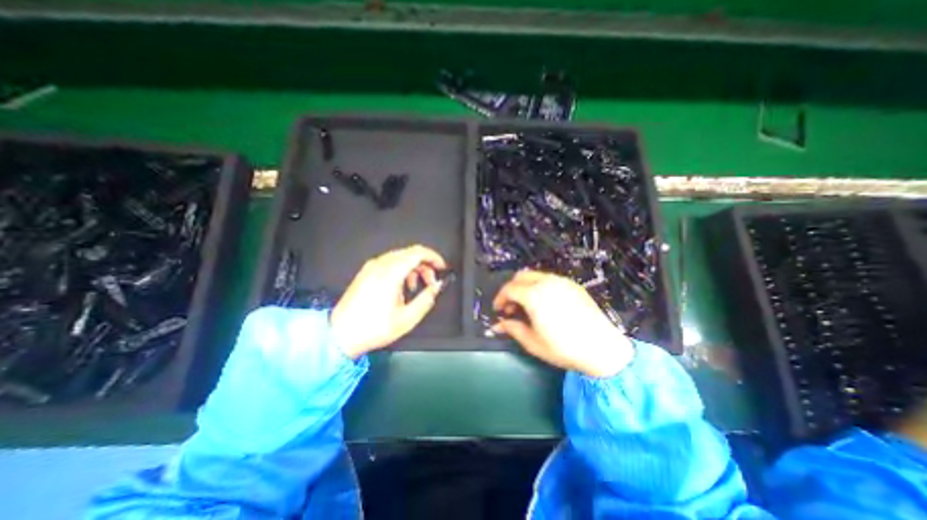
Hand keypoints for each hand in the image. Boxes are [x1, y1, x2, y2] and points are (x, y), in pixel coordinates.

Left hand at [330, 246, 448, 358]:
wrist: (341, 334)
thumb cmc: (372, 328)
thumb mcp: (407, 318)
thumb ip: (426, 299)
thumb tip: (436, 287)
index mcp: (391, 273)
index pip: (418, 252)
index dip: (434, 257)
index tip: (442, 267)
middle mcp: (380, 265)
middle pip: (410, 253)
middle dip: (425, 265)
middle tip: (431, 282)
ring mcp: (371, 267)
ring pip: (400, 257)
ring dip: (414, 268)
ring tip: (416, 288)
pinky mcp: (366, 272)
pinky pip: (389, 263)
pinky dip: (401, 270)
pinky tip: (401, 287)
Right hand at [493, 271, 637, 377]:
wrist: (602, 348)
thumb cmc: (564, 348)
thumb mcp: (533, 343)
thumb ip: (513, 329)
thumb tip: (499, 325)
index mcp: (534, 295)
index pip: (509, 289)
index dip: (500, 298)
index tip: (497, 309)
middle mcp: (546, 283)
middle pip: (521, 276)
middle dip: (511, 289)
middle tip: (510, 306)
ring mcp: (561, 281)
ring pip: (535, 275)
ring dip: (525, 286)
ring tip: (526, 305)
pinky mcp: (573, 285)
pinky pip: (549, 279)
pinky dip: (539, 285)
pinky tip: (544, 303)